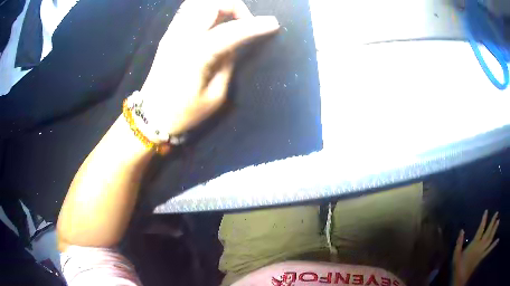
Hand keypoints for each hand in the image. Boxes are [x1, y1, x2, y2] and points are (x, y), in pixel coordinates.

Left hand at [139, 0, 278, 140]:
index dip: (255, 25)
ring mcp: (172, 34)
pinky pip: (188, 11)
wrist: (151, 116)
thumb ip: (227, 65)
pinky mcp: (168, 36)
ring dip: (219, 5)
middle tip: (245, 23)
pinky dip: (205, 9)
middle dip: (235, 7)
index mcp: (195, 55)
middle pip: (211, 4)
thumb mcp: (215, 96)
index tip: (274, 24)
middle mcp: (182, 37)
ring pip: (197, 3)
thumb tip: (233, 45)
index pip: (231, 31)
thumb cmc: (183, 113)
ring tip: (230, 20)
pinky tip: (213, 21)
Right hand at [452, 210, 499, 285]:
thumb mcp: (456, 256)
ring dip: (494, 230)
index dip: (484, 220)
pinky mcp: (482, 257)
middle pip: (488, 232)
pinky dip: (493, 245)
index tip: (486, 211)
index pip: (480, 229)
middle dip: (492, 222)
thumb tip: (462, 230)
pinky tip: (496, 240)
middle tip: (497, 213)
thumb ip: (459, 244)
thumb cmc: (458, 267)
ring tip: (498, 221)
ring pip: (490, 239)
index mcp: (474, 244)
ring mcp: (482, 251)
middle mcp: (480, 246)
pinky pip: (489, 250)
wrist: (460, 280)